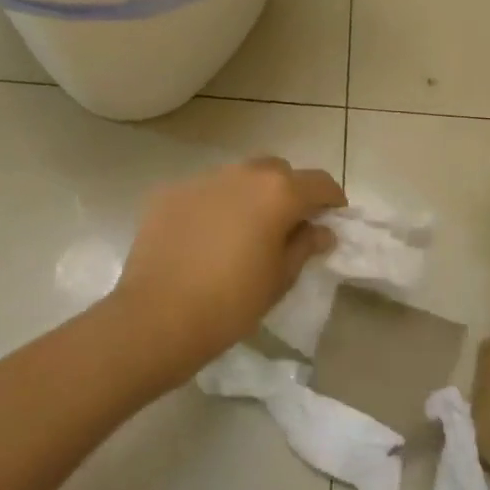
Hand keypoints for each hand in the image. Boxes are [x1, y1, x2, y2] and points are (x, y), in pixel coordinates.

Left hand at [111, 157, 345, 377]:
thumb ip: (305, 246)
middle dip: (289, 191)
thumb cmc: (231, 303)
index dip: (332, 199)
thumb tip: (321, 230)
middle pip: (277, 171)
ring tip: (243, 231)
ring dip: (250, 196)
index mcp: (277, 192)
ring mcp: (202, 179)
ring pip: (238, 177)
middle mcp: (242, 174)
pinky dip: (214, 206)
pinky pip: (204, 192)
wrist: (156, 317)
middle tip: (287, 225)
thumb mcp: (280, 279)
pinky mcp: (170, 193)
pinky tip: (205, 238)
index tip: (332, 218)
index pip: (319, 182)